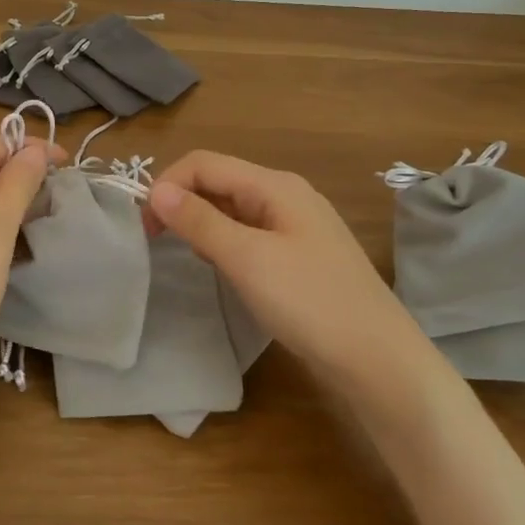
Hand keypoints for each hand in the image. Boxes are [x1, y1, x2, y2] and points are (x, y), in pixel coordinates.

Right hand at [145, 151, 439, 395]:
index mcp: (275, 185)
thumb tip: (157, 190)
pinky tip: (223, 270)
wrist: (379, 362)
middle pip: (219, 181)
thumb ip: (199, 220)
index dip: (168, 185)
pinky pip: (249, 234)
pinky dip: (225, 243)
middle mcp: (286, 195)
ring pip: (232, 209)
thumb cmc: (310, 302)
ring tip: (192, 257)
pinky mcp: (300, 256)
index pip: (204, 163)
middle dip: (183, 203)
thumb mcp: (246, 258)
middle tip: (159, 242)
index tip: (145, 227)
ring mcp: (296, 226)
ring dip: (202, 224)